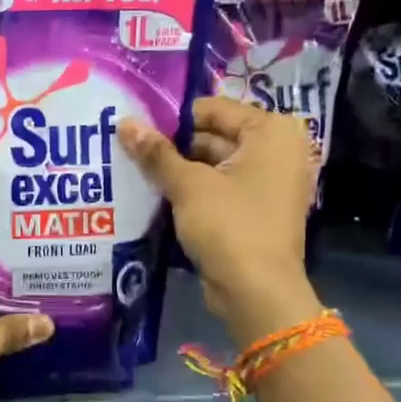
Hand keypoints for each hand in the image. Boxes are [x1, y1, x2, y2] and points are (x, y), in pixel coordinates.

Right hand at [119, 96, 322, 343]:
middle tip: (127, 146)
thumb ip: (156, 153)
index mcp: (271, 132)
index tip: (135, 124)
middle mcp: (276, 151)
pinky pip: (218, 189)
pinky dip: (191, 190)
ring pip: (212, 165)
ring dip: (177, 169)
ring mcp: (267, 183)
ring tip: (131, 167)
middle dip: (172, 145)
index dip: (172, 117)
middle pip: (213, 136)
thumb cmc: (229, 225)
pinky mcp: (254, 210)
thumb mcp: (188, 185)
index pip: (213, 109)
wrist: (257, 292)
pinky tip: (152, 192)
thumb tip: (124, 122)